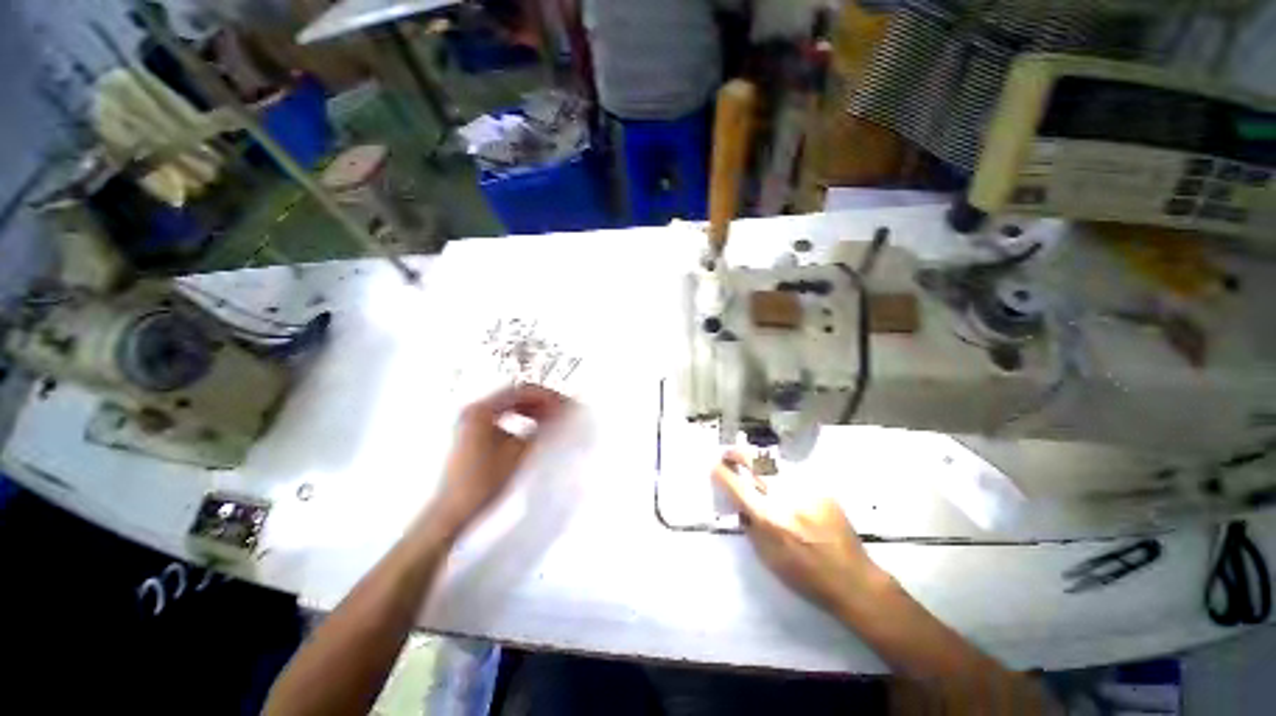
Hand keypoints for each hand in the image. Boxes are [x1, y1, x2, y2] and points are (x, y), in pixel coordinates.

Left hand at [429, 385, 572, 538]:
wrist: (453, 511)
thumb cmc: (482, 482)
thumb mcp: (518, 452)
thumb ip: (540, 428)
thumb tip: (558, 413)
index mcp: (481, 410)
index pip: (521, 392)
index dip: (547, 396)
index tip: (564, 402)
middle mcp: (473, 410)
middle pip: (514, 396)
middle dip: (540, 401)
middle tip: (561, 408)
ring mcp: (471, 421)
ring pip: (509, 406)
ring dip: (531, 409)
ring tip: (552, 417)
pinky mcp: (472, 433)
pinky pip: (502, 417)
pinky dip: (520, 418)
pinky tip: (533, 427)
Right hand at [712, 450, 886, 614]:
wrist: (852, 579)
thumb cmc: (805, 576)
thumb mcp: (767, 558)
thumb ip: (750, 526)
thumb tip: (741, 502)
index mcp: (769, 518)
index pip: (736, 485)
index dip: (721, 473)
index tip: (714, 467)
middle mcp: (785, 497)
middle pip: (754, 461)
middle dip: (736, 454)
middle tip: (728, 455)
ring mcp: (805, 489)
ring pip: (773, 462)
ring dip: (757, 462)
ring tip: (752, 467)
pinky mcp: (821, 488)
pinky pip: (793, 474)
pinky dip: (781, 475)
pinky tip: (783, 486)